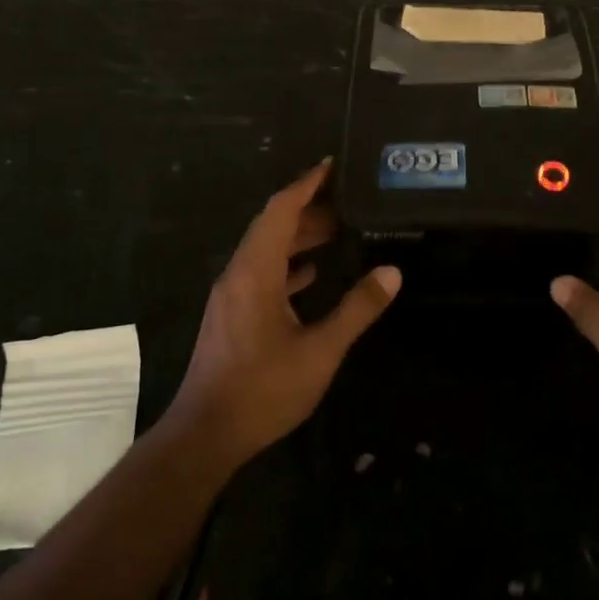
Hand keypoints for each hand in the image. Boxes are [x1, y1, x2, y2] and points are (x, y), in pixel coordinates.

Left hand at [168, 161, 400, 467]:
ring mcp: (231, 295)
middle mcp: (238, 274)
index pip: (280, 210)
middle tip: (348, 202)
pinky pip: (260, 273)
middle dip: (308, 209)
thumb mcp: (320, 351)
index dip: (306, 184)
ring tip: (337, 231)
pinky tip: (309, 274)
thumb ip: (357, 309)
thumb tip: (392, 272)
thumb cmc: (263, 390)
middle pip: (272, 225)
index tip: (333, 165)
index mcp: (255, 272)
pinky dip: (286, 263)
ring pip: (266, 250)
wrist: (206, 434)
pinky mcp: (231, 314)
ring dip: (298, 237)